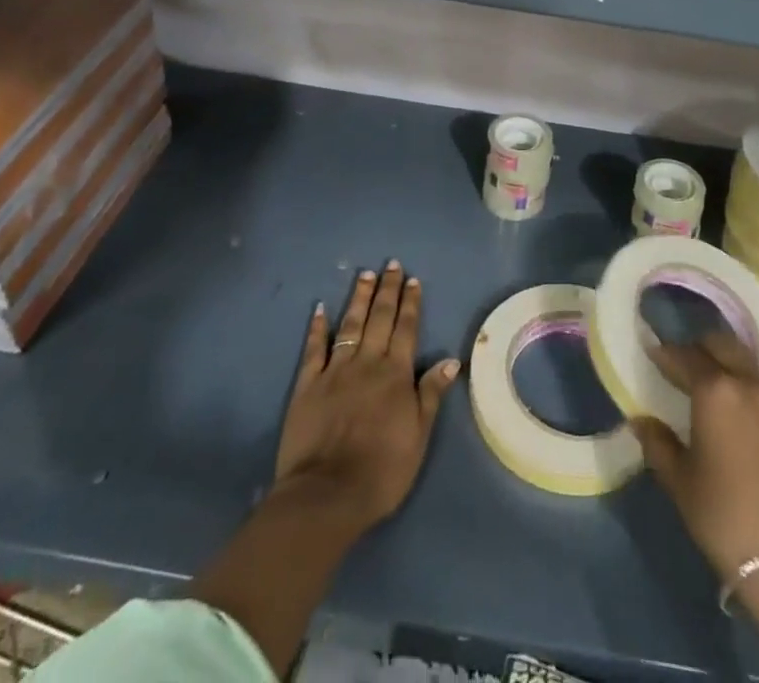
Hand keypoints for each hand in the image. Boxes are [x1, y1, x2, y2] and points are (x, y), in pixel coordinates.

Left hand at [273, 261, 460, 531]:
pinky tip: (319, 309)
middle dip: (387, 290)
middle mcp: (367, 363)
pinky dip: (316, 327)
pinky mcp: (307, 385)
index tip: (413, 280)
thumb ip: (431, 395)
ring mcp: (335, 371)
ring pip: (350, 325)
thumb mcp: (418, 436)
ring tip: (364, 275)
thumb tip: (451, 360)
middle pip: (379, 319)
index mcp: (395, 374)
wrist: (326, 494)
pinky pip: (314, 349)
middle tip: (390, 265)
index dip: (410, 303)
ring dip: (358, 299)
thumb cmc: (382, 470)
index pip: (406, 329)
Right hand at [629, 330, 758, 579]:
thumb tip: (641, 421)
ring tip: (706, 384)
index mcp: (715, 390)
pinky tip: (733, 409)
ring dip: (722, 361)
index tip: (650, 354)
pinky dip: (742, 382)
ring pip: (743, 360)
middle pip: (719, 344)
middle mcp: (746, 382)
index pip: (684, 356)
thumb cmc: (725, 516)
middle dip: (697, 348)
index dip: (664, 354)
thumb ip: (658, 443)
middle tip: (679, 365)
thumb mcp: (680, 481)